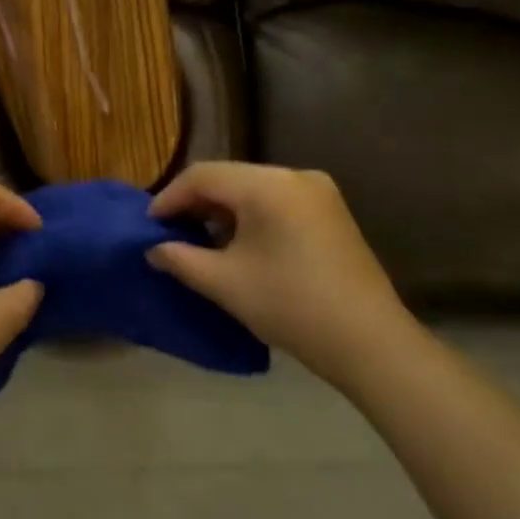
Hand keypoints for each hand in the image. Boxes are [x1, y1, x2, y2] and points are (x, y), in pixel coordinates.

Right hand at [147, 162, 410, 383]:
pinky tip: (238, 245)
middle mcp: (295, 176)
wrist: (370, 343)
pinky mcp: (331, 212)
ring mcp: (318, 192)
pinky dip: (250, 217)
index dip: (170, 198)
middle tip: (170, 233)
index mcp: (268, 185)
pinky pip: (277, 202)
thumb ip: (181, 259)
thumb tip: (154, 249)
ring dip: (222, 211)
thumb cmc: (290, 306)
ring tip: (200, 241)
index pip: (203, 175)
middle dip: (195, 203)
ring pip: (253, 190)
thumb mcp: (225, 283)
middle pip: (229, 178)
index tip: (150, 227)